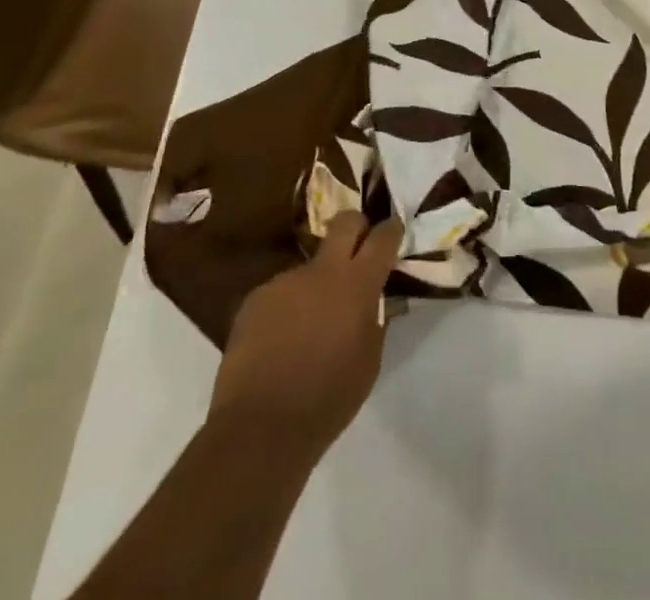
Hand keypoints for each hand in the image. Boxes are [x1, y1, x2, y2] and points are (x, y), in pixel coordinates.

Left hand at [208, 212, 403, 462]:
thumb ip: (376, 320)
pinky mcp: (255, 298)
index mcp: (357, 285)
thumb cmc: (328, 398)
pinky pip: (282, 293)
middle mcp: (321, 271)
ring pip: (310, 267)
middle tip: (359, 248)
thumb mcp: (369, 362)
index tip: (394, 231)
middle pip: (345, 223)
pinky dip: (288, 308)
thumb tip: (377, 299)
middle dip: (356, 227)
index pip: (382, 238)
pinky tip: (281, 340)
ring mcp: (285, 281)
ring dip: (316, 285)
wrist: (260, 426)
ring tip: (310, 325)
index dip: (391, 231)